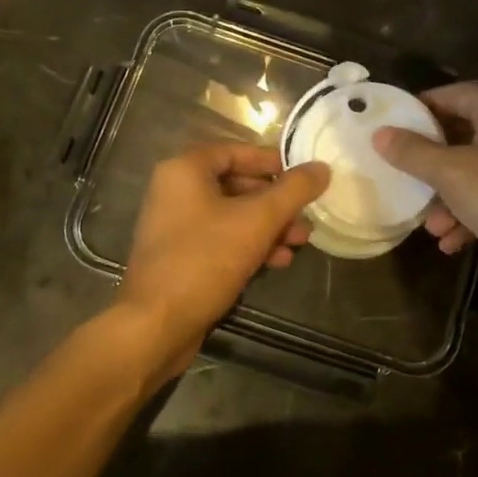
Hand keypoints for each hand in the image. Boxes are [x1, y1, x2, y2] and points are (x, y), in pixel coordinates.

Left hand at [115, 143, 329, 384]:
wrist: (156, 325)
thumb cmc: (205, 259)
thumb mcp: (258, 220)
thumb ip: (294, 190)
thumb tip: (321, 168)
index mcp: (185, 170)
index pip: (235, 151)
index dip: (271, 161)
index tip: (302, 175)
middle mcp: (175, 191)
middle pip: (235, 184)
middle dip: (275, 201)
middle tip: (305, 214)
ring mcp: (174, 225)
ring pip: (231, 215)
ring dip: (267, 226)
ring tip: (300, 241)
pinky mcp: (179, 256)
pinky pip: (220, 239)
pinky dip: (248, 244)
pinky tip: (277, 261)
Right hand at [373, 84, 477, 306]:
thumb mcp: (453, 175)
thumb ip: (414, 153)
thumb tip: (380, 133)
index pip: (453, 94)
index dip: (420, 108)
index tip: (390, 125)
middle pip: (463, 135)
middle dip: (431, 163)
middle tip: (403, 176)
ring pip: (477, 172)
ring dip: (449, 198)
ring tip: (430, 227)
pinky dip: (472, 215)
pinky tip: (453, 243)